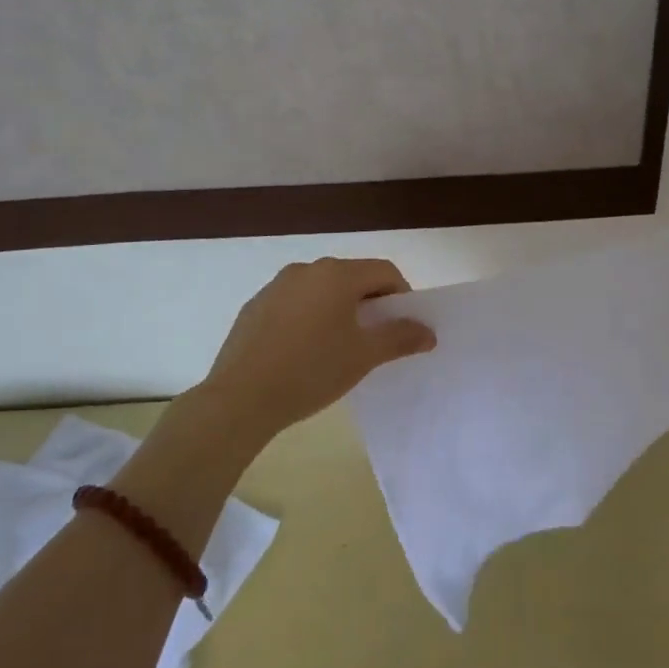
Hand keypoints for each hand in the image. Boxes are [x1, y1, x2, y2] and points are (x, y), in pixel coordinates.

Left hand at [194, 257, 436, 443]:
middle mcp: (306, 269)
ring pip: (321, 290)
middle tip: (374, 339)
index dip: (402, 296)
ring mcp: (276, 286)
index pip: (384, 271)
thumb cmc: (312, 370)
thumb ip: (400, 337)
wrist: (240, 398)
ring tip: (338, 348)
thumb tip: (428, 332)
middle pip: (352, 278)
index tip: (402, 327)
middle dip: (370, 303)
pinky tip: (303, 353)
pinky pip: (294, 304)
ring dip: (338, 310)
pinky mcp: (254, 307)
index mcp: (337, 274)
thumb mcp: (364, 356)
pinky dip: (308, 318)